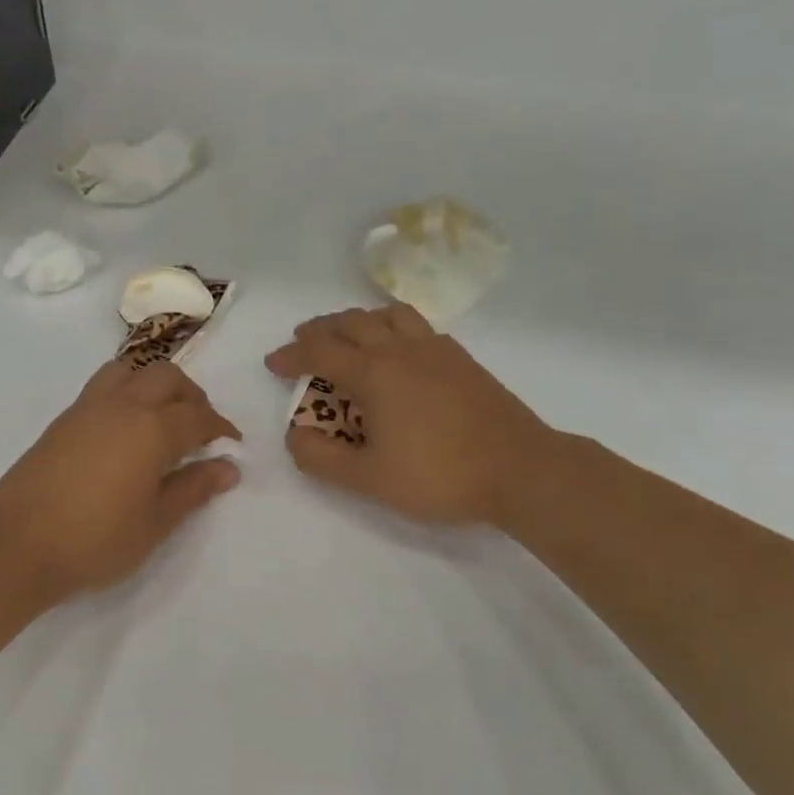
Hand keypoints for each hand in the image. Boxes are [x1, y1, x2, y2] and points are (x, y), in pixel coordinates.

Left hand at [0, 360, 241, 601]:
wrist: (16, 546)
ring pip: (130, 371)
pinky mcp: (62, 421)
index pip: (198, 416)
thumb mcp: (155, 523)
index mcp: (150, 429)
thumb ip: (193, 489)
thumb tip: (228, 468)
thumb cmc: (95, 540)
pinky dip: (126, 393)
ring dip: (155, 385)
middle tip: (200, 429)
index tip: (232, 445)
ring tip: (162, 419)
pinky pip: (103, 387)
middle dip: (192, 396)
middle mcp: (120, 406)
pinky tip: (125, 432)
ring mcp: (86, 409)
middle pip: (166, 377)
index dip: (221, 428)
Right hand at [265, 305, 559, 528]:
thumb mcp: (368, 479)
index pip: (320, 352)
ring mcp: (436, 350)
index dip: (291, 355)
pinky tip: (397, 350)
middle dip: (320, 329)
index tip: (273, 363)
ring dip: (358, 319)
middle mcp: (401, 350)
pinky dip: (392, 326)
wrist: (520, 469)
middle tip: (303, 342)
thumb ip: (322, 459)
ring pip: (388, 314)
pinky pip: (417, 325)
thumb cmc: (438, 476)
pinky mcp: (462, 359)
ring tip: (348, 334)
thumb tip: (294, 436)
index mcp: (374, 374)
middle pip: (351, 322)